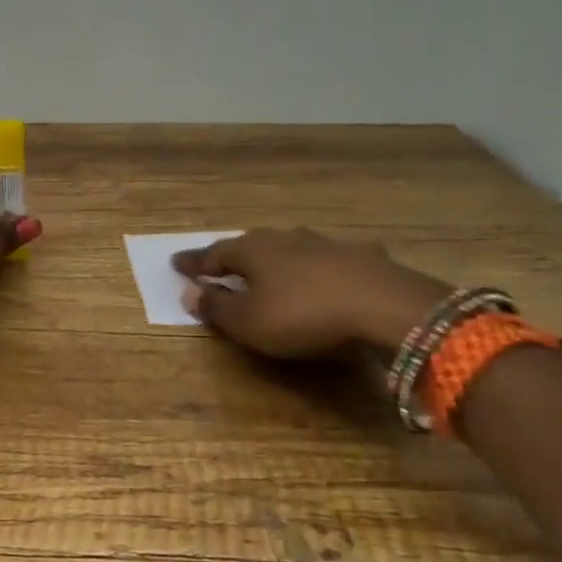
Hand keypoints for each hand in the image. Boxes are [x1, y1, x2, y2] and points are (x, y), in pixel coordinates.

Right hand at [171, 229, 452, 356]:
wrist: (384, 307)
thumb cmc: (303, 315)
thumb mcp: (249, 322)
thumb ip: (217, 308)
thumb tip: (188, 293)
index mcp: (252, 250)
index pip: (213, 255)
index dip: (194, 264)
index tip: (176, 264)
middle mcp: (285, 239)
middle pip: (250, 247)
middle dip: (234, 257)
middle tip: (218, 265)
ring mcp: (325, 245)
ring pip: (289, 249)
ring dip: (275, 260)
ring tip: (267, 269)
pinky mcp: (360, 258)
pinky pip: (326, 261)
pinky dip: (315, 269)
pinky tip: (323, 274)